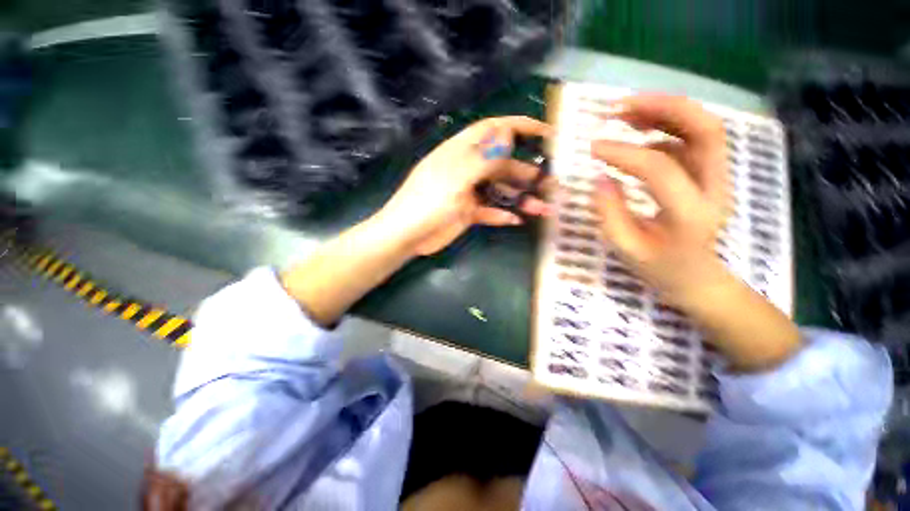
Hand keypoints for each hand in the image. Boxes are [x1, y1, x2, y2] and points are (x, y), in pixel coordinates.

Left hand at [378, 116, 553, 255]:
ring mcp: (469, 192)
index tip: (548, 133)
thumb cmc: (428, 201)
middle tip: (552, 184)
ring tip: (543, 209)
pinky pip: (491, 212)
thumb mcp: (457, 176)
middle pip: (503, 165)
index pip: (494, 130)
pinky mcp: (469, 213)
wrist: (408, 235)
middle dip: (528, 172)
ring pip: (501, 191)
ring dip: (521, 198)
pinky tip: (517, 221)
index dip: (520, 127)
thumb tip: (509, 132)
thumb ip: (483, 156)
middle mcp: (468, 169)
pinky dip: (503, 215)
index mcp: (462, 152)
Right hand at [591, 94, 729, 304]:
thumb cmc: (660, 268)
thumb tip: (600, 177)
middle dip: (663, 108)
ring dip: (666, 111)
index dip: (624, 153)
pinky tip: (640, 135)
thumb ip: (610, 213)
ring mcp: (717, 178)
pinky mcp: (710, 175)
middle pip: (705, 129)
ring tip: (626, 111)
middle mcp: (714, 188)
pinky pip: (693, 140)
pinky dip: (667, 128)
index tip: (593, 147)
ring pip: (704, 127)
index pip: (660, 169)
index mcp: (690, 214)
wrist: (698, 278)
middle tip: (620, 106)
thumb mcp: (626, 248)